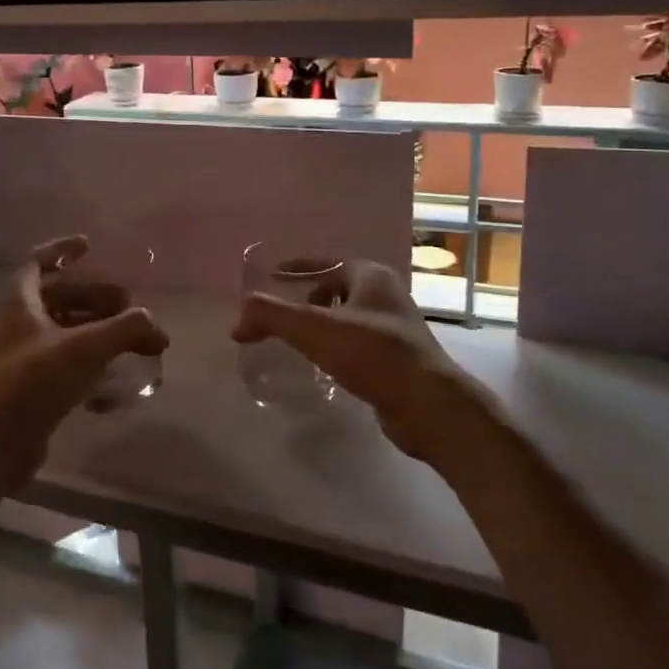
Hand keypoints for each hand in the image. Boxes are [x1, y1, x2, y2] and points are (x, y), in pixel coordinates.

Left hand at [0, 236, 167, 485]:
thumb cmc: (36, 381)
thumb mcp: (87, 347)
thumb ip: (126, 328)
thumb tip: (153, 324)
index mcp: (20, 303)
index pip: (37, 261)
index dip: (62, 249)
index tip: (90, 247)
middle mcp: (17, 325)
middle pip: (61, 298)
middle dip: (98, 299)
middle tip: (130, 310)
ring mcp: (22, 359)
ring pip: (66, 333)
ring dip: (100, 334)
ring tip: (134, 346)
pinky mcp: (30, 390)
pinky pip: (65, 367)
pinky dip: (91, 368)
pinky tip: (114, 387)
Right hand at [232, 260, 486, 464]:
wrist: (429, 406)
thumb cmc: (373, 354)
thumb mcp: (314, 329)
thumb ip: (271, 316)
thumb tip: (238, 320)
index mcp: (371, 276)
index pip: (326, 262)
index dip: (297, 266)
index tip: (272, 275)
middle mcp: (386, 296)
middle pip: (337, 288)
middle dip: (308, 297)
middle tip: (282, 314)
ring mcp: (396, 329)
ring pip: (348, 317)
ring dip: (322, 325)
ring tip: (297, 341)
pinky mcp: (398, 361)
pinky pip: (358, 344)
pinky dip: (336, 348)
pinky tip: (323, 366)